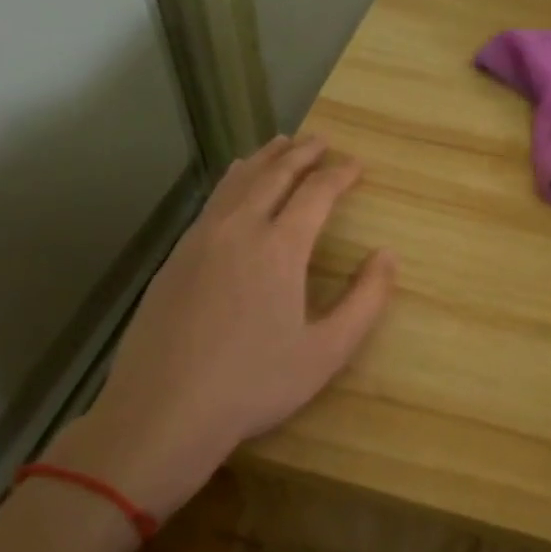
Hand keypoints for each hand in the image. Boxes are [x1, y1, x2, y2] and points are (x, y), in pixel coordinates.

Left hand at [45, 135, 395, 521]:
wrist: (162, 412)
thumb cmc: (255, 384)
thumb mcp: (328, 351)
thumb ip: (366, 300)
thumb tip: (388, 255)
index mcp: (279, 248)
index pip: (316, 193)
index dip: (340, 174)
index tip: (357, 165)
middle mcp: (239, 230)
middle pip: (274, 175)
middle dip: (302, 153)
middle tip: (322, 139)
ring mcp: (200, 240)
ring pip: (237, 182)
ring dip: (265, 159)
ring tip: (282, 143)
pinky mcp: (175, 257)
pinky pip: (213, 202)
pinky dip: (234, 181)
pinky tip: (235, 184)